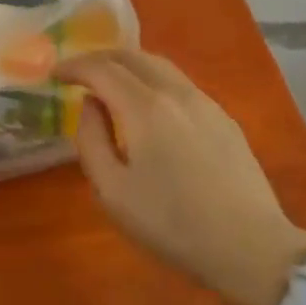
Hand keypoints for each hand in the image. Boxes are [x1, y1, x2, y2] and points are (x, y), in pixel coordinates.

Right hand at [62, 50, 305, 304]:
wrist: (251, 248)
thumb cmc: (172, 224)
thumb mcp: (112, 191)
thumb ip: (91, 140)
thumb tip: (90, 105)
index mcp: (144, 108)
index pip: (101, 68)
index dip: (73, 66)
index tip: (55, 75)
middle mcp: (175, 93)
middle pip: (132, 56)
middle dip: (99, 58)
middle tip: (78, 73)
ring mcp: (205, 103)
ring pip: (159, 65)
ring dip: (127, 65)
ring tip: (110, 82)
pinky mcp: (224, 118)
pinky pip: (179, 83)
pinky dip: (152, 79)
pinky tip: (148, 104)